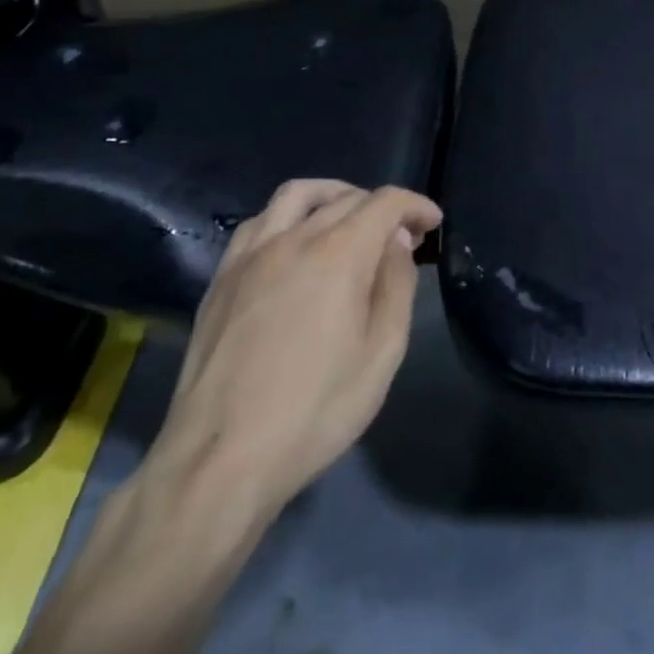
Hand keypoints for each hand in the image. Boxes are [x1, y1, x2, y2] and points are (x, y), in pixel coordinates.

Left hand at [139, 180, 441, 525]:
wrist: (221, 458)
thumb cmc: (316, 408)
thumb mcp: (382, 351)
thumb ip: (397, 284)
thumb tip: (396, 242)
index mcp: (339, 253)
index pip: (385, 202)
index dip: (415, 206)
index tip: (433, 224)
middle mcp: (293, 238)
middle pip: (346, 197)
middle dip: (382, 207)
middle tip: (400, 236)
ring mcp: (250, 255)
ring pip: (296, 195)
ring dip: (333, 196)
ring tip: (349, 220)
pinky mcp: (221, 278)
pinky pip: (259, 222)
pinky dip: (289, 217)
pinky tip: (296, 246)